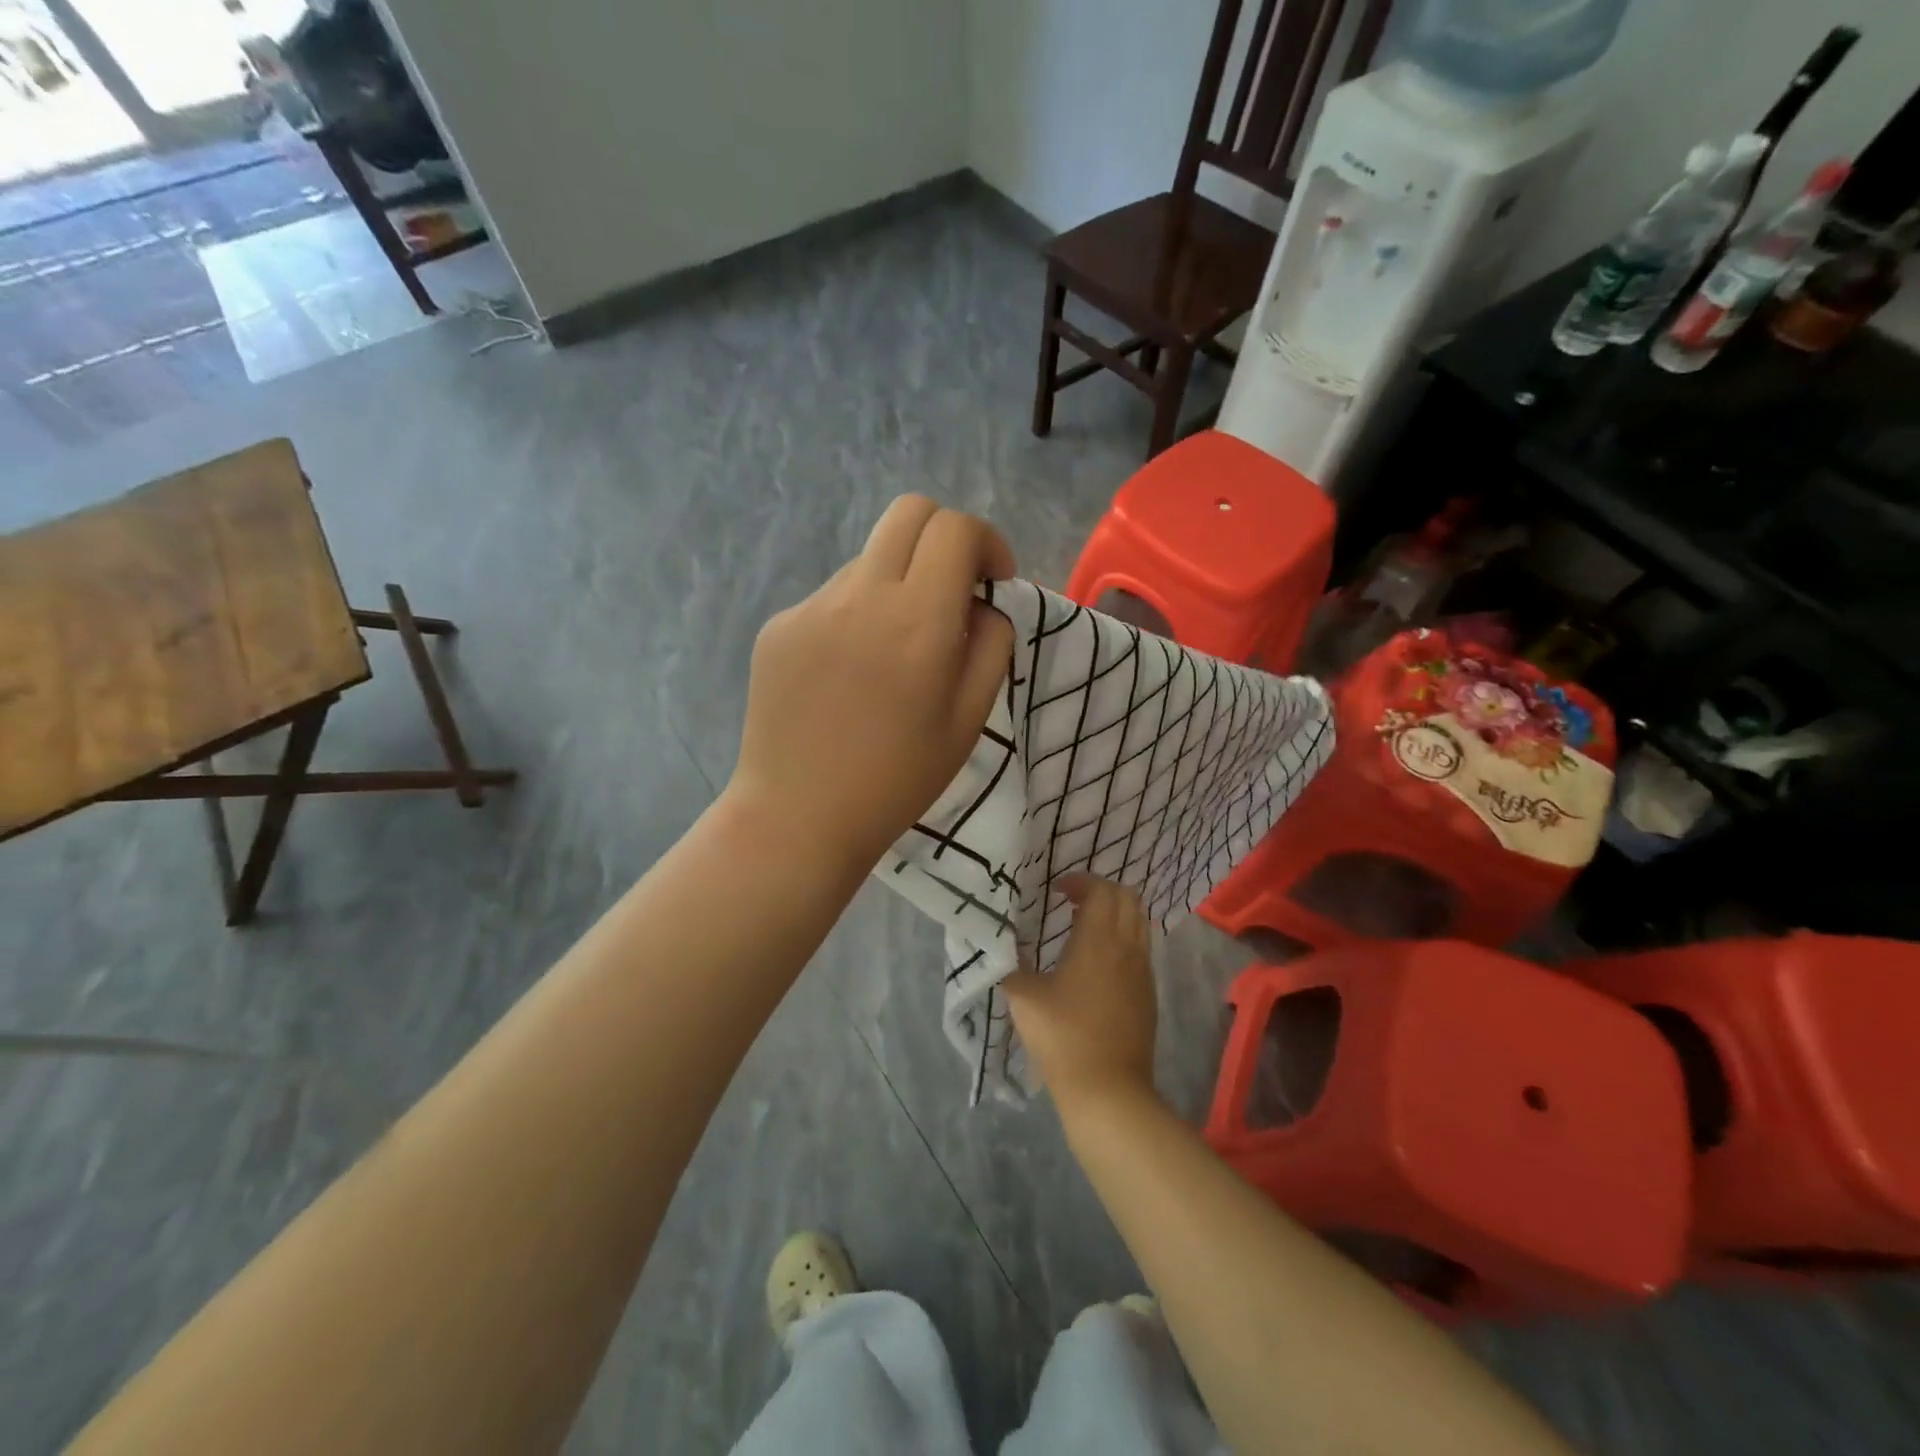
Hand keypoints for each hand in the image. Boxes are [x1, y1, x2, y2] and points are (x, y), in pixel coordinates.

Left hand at [727, 495, 1015, 873]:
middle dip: (946, 538)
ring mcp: (811, 606)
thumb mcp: (969, 720)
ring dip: (898, 583)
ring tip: (893, 655)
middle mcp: (861, 595)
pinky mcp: (779, 625)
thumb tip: (981, 604)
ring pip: (870, 559)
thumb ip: (991, 645)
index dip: (987, 543)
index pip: (956, 528)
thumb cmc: (897, 780)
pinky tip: (849, 675)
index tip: (993, 584)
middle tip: (953, 592)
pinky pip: (832, 598)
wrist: (798, 816)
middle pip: (910, 511)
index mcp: (918, 621)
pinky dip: (857, 615)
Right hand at [1003, 875, 1158, 1109]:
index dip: (1080, 881)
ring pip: (1139, 922)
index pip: (1101, 890)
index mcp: (1099, 940)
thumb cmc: (1063, 1037)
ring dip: (1115, 913)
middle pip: (1127, 898)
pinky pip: (1140, 948)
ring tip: (1085, 927)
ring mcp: (1143, 971)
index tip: (1056, 890)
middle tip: (1071, 902)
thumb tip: (1003, 943)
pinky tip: (1098, 961)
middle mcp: (1127, 947)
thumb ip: (1011, 962)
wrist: (1109, 1090)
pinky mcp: (1148, 994)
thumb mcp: (1022, 996)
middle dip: (1100, 891)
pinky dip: (1123, 937)